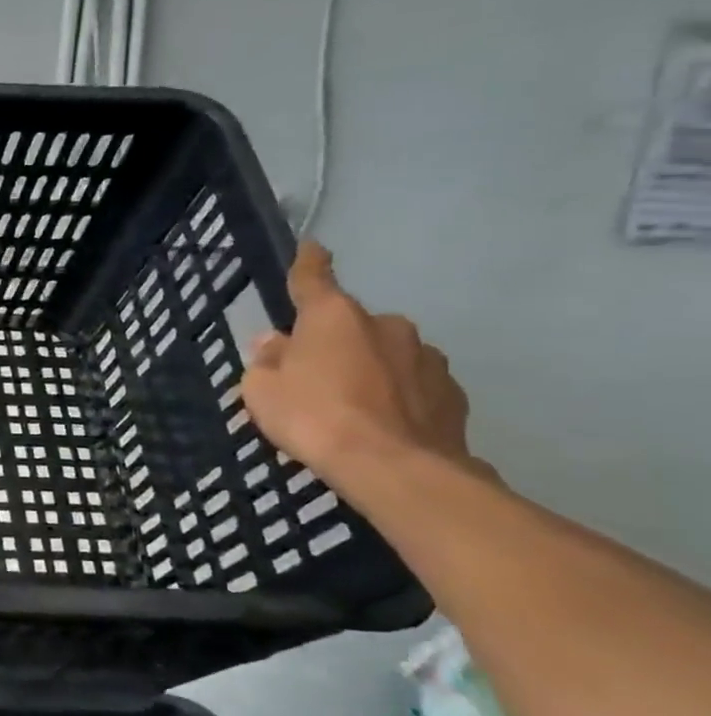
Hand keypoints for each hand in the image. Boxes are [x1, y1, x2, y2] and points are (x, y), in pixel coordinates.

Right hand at [240, 241, 488, 484]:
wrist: (395, 469)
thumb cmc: (314, 418)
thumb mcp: (262, 391)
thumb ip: (267, 362)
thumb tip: (276, 344)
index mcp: (334, 317)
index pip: (314, 278)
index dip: (309, 262)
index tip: (312, 247)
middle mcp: (385, 325)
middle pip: (349, 325)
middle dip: (333, 342)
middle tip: (311, 375)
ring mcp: (426, 357)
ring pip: (385, 354)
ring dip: (367, 368)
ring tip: (349, 406)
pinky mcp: (452, 392)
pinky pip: (412, 384)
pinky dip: (395, 395)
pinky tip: (381, 423)